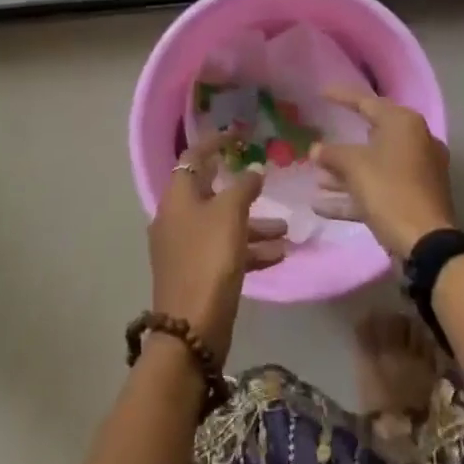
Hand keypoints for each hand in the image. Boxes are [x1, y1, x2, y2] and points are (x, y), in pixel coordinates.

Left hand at [148, 130, 288, 360]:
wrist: (191, 328)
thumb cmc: (209, 258)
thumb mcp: (230, 214)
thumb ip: (243, 187)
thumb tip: (253, 171)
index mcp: (177, 197)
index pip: (193, 156)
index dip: (215, 142)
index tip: (239, 135)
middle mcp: (176, 218)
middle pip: (210, 192)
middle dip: (243, 190)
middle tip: (267, 184)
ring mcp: (185, 248)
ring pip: (222, 224)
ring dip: (254, 224)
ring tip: (286, 229)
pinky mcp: (197, 273)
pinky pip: (225, 251)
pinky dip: (249, 248)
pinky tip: (278, 254)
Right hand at [309, 89, 456, 260]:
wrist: (426, 243)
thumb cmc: (389, 191)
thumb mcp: (355, 167)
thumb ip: (332, 154)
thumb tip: (316, 150)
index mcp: (404, 124)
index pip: (367, 102)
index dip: (342, 97)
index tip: (321, 93)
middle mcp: (416, 141)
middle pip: (373, 135)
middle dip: (342, 145)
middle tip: (321, 140)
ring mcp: (418, 171)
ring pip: (375, 165)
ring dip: (345, 173)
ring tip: (316, 179)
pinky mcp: (415, 197)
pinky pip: (380, 188)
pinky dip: (355, 194)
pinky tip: (322, 206)